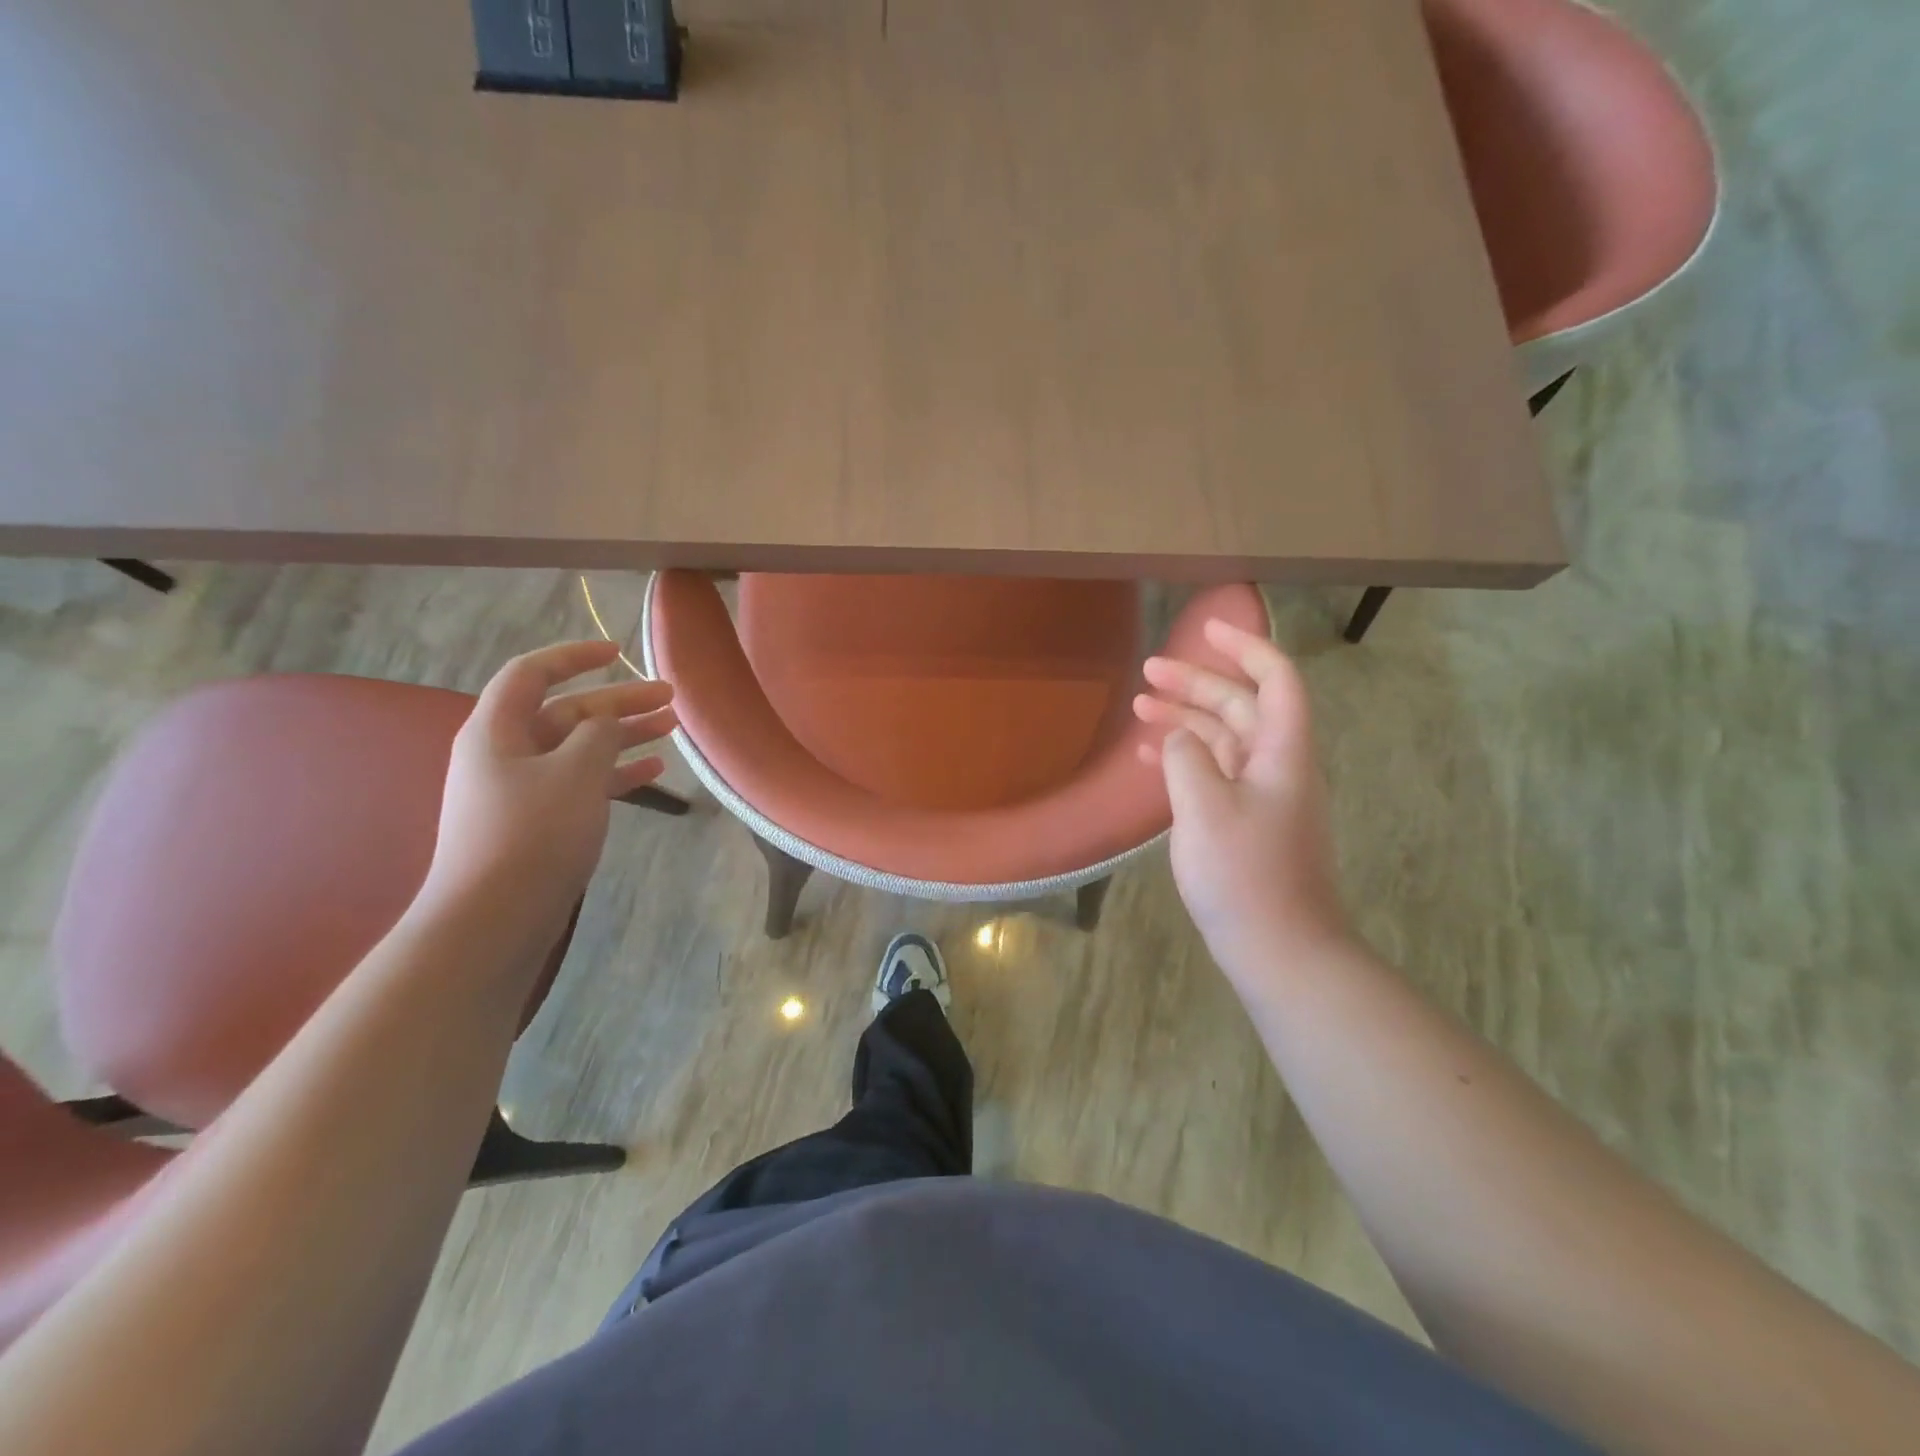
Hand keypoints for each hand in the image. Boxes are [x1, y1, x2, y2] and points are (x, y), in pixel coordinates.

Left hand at [424, 641, 675, 941]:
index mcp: (497, 729)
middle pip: (566, 711)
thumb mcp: (575, 772)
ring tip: (671, 728)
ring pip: (579, 748)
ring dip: (624, 736)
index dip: (575, 656)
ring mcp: (522, 789)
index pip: (532, 672)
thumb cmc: (532, 833)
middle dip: (618, 701)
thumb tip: (606, 721)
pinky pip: (581, 782)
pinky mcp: (538, 822)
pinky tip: (653, 772)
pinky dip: (615, 773)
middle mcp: (505, 753)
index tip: (618, 652)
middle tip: (669, 698)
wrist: (492, 918)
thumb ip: (598, 734)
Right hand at [1133, 620, 1349, 983]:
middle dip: (1197, 683)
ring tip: (1140, 707)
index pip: (1275, 679)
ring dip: (1185, 719)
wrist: (1280, 949)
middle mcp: (1277, 766)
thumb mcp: (1204, 808)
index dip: (1245, 647)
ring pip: (1224, 740)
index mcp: (1282, 753)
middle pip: (1240, 706)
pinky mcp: (1246, 824)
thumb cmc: (1245, 875)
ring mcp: (1262, 797)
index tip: (1206, 628)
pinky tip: (1151, 759)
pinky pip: (1215, 774)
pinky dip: (1185, 758)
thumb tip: (1178, 738)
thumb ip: (1186, 758)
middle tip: (1148, 671)